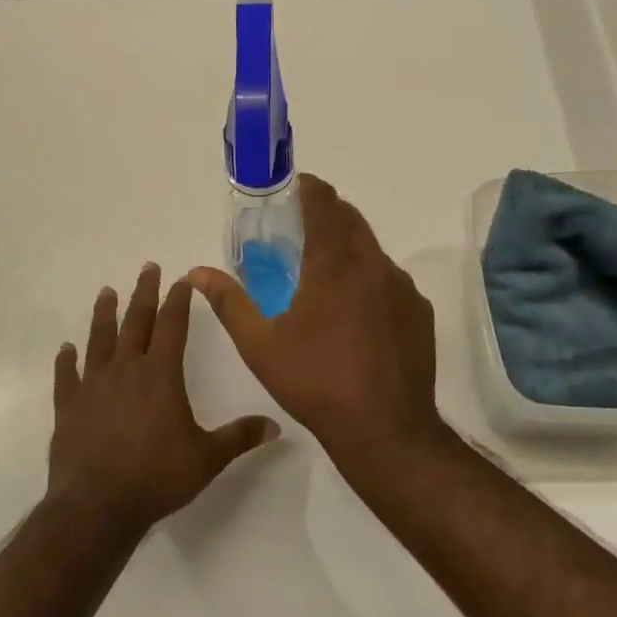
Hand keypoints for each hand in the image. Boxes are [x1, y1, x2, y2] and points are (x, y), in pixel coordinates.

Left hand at [46, 263, 281, 535]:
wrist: (96, 507)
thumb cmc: (156, 478)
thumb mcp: (207, 458)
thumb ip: (240, 437)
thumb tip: (277, 426)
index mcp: (160, 374)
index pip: (172, 325)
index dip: (178, 300)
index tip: (182, 279)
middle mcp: (126, 370)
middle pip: (136, 321)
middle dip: (144, 293)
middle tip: (147, 267)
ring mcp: (93, 386)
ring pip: (99, 340)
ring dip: (104, 314)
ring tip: (106, 292)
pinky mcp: (68, 408)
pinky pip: (66, 377)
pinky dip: (66, 361)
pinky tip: (65, 349)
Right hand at [190, 175, 439, 462]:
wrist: (385, 429)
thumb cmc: (316, 381)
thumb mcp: (260, 344)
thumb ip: (229, 301)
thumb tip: (197, 272)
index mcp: (335, 261)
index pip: (324, 201)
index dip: (307, 187)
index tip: (289, 190)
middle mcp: (373, 263)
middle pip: (350, 219)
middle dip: (325, 214)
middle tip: (298, 231)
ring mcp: (402, 286)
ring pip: (371, 250)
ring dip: (347, 249)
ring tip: (322, 276)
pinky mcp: (419, 311)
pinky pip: (389, 281)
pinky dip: (368, 281)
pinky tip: (354, 315)